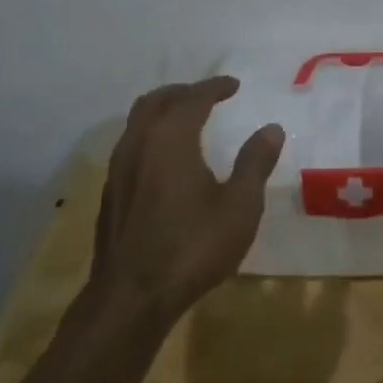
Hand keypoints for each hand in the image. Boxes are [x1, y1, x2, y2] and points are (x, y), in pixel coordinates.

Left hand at [91, 77, 284, 323]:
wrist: (132, 298)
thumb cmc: (192, 248)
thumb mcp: (240, 207)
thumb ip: (255, 163)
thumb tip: (271, 128)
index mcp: (170, 140)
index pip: (193, 98)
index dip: (214, 87)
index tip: (234, 85)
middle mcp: (138, 144)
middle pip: (156, 101)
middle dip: (184, 92)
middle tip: (208, 94)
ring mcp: (118, 169)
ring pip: (137, 121)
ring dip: (163, 111)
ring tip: (187, 119)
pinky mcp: (111, 193)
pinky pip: (130, 144)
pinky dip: (151, 134)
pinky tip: (166, 158)